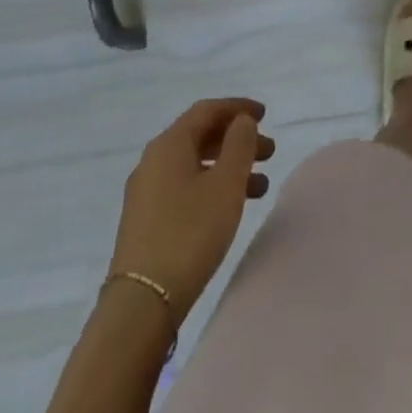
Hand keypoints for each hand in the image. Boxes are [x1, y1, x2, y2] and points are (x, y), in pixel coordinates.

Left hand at [107, 98, 275, 322]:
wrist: (141, 304)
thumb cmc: (189, 233)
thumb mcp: (226, 185)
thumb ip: (239, 145)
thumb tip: (241, 121)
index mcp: (169, 144)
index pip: (207, 110)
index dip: (238, 107)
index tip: (265, 115)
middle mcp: (154, 160)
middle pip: (201, 136)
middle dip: (237, 140)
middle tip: (270, 152)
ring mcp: (146, 192)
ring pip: (195, 165)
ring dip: (228, 167)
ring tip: (261, 186)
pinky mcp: (146, 221)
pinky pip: (185, 187)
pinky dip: (212, 187)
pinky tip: (230, 208)